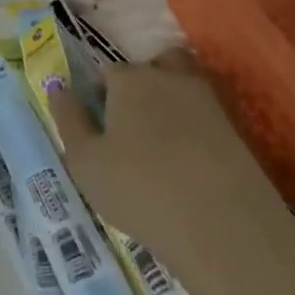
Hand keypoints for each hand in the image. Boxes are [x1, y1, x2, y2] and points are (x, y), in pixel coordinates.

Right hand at [48, 51, 294, 294]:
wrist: (223, 228)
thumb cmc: (139, 189)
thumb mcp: (85, 161)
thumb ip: (68, 119)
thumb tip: (59, 87)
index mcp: (129, 80)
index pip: (108, 72)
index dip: (99, 96)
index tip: (98, 127)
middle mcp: (169, 79)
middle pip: (151, 67)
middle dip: (139, 86)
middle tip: (129, 128)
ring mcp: (207, 102)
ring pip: (183, 84)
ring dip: (170, 99)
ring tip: (159, 141)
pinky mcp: (235, 130)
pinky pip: (205, 115)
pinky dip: (194, 127)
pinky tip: (186, 160)